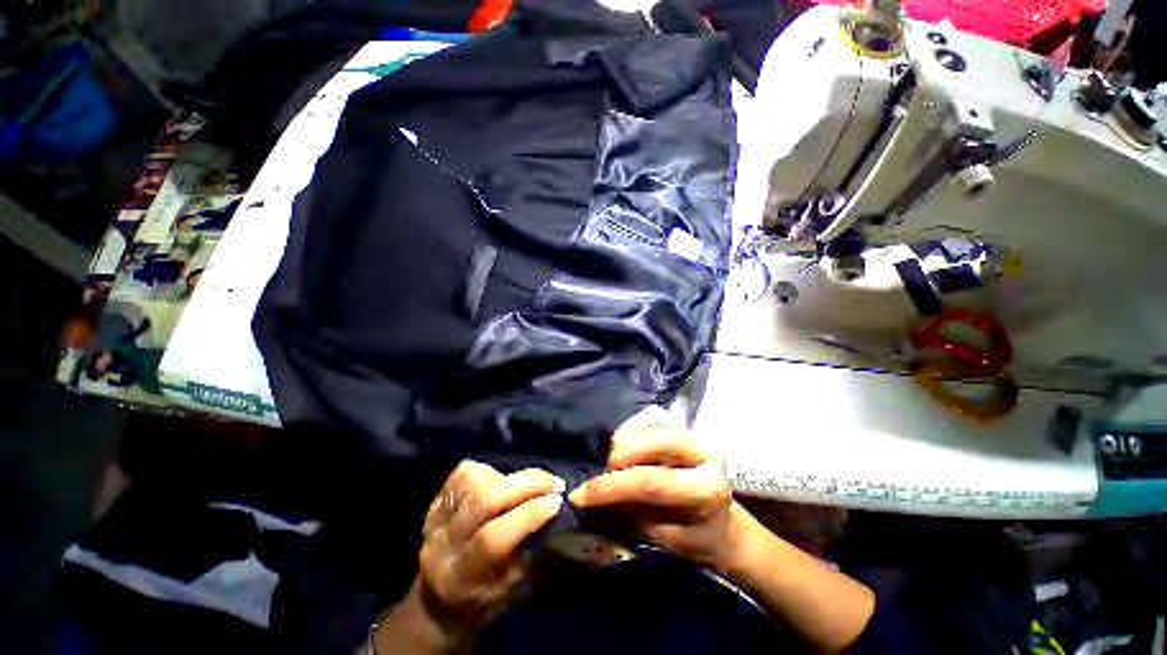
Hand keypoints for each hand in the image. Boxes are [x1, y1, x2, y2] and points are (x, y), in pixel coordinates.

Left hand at [416, 461, 564, 628]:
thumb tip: (552, 508)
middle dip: (527, 485)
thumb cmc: (485, 597)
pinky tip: (503, 479)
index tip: (557, 501)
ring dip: (510, 476)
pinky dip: (489, 470)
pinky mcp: (436, 499)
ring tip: (528, 484)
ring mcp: (435, 517)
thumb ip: (528, 549)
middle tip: (554, 483)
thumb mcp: (511, 588)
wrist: (439, 598)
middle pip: (485, 499)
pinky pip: (464, 472)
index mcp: (462, 576)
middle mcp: (443, 543)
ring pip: (475, 480)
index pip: (493, 537)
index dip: (529, 514)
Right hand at [568, 407, 742, 569]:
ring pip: (649, 427)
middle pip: (653, 443)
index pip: (651, 482)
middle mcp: (704, 454)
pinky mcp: (684, 427)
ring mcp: (694, 436)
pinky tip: (629, 453)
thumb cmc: (693, 538)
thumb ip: (630, 508)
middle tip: (606, 474)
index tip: (579, 495)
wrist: (721, 524)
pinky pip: (648, 421)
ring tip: (618, 467)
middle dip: (619, 457)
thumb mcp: (661, 536)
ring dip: (624, 444)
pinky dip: (630, 435)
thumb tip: (592, 492)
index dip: (611, 487)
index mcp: (705, 489)